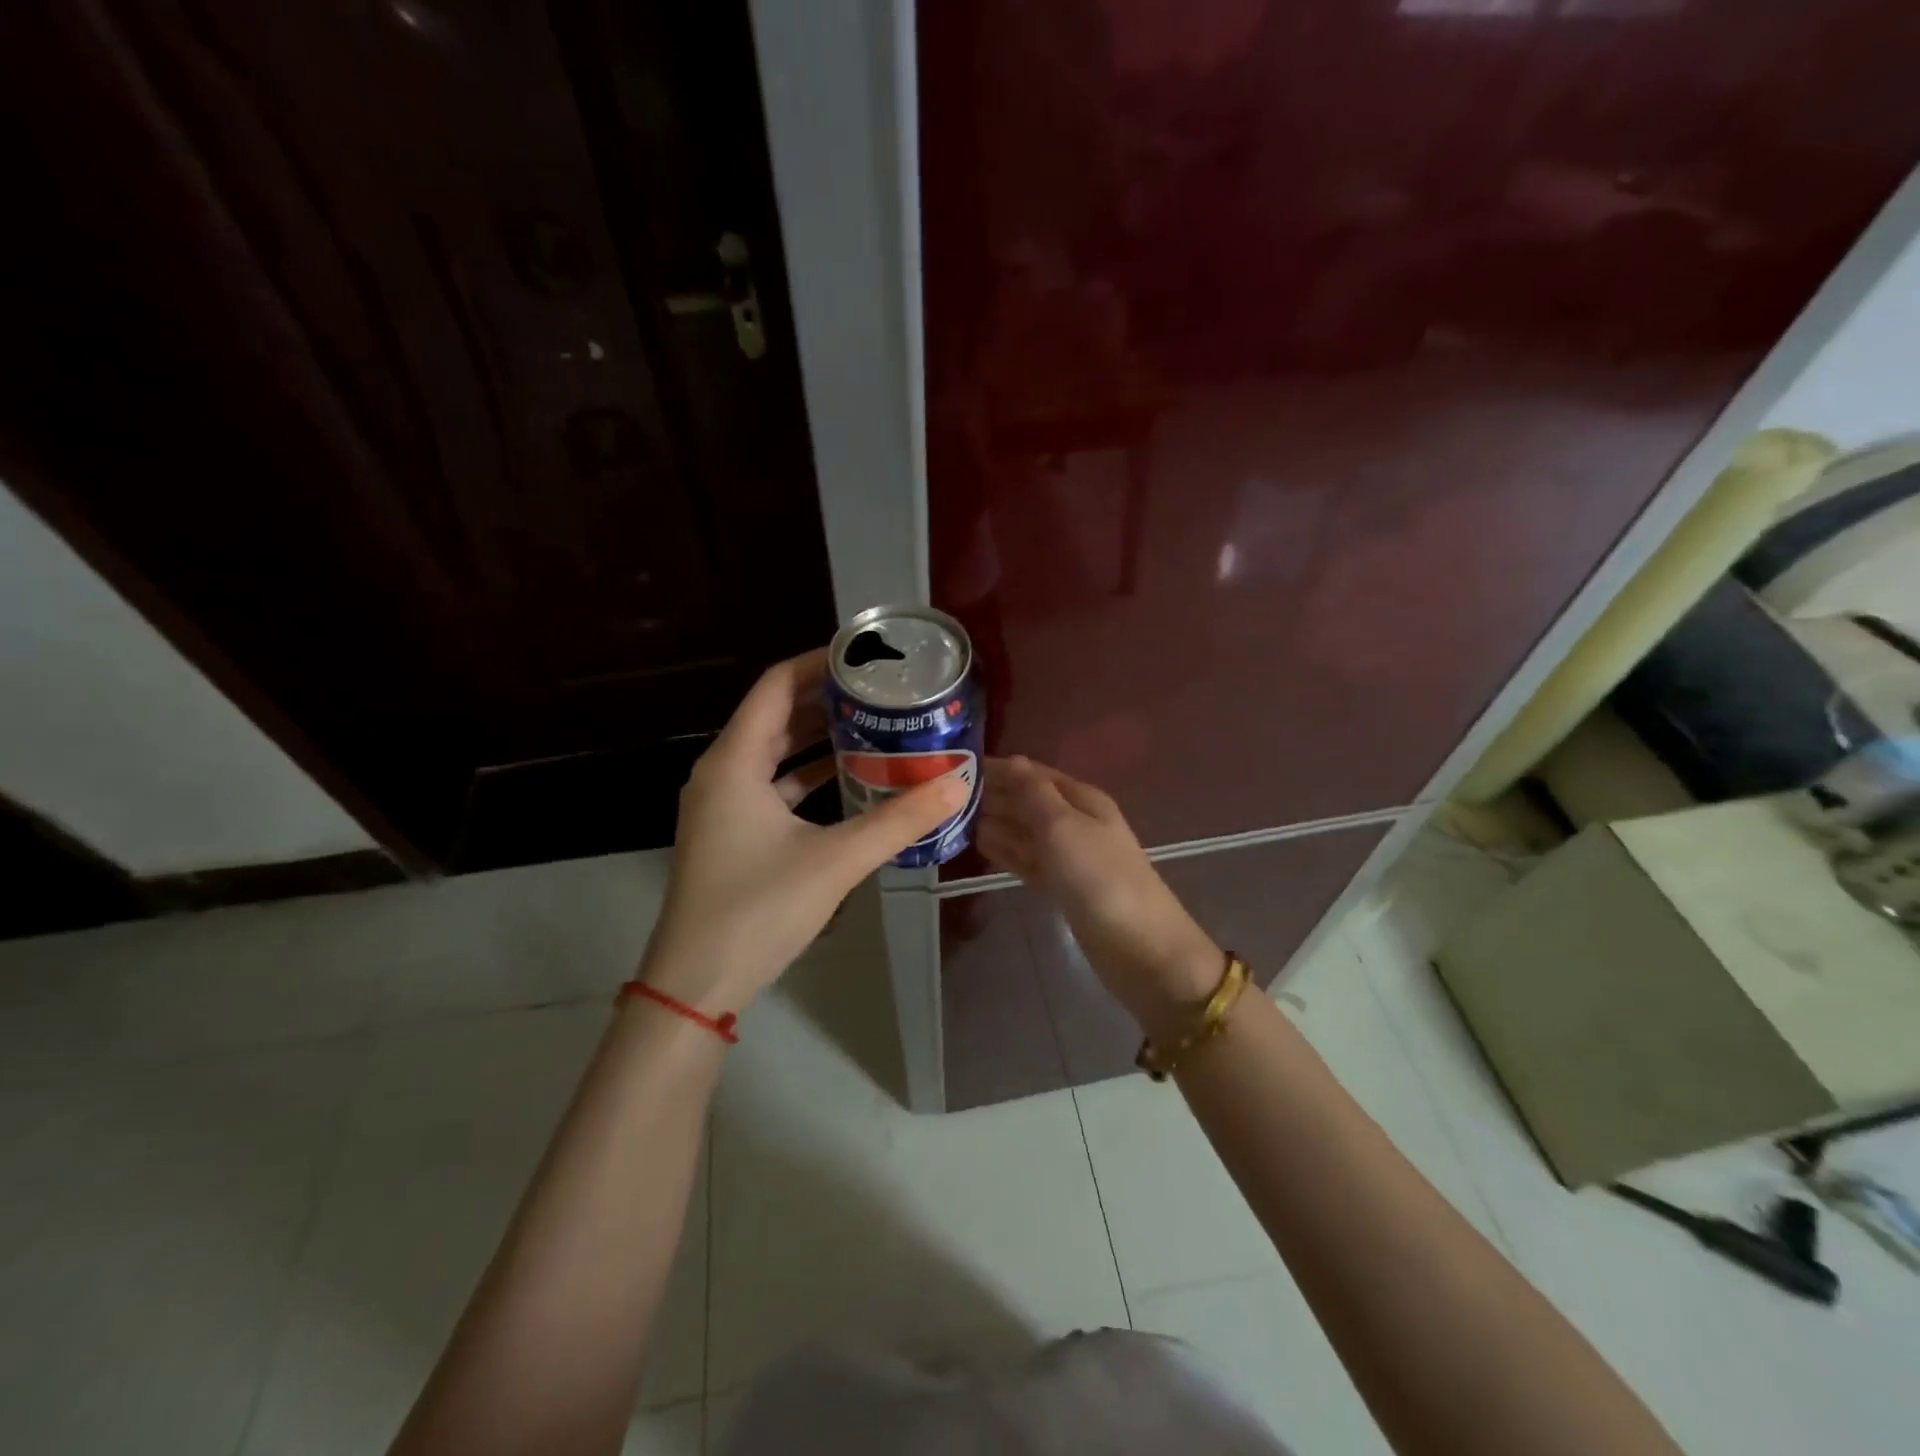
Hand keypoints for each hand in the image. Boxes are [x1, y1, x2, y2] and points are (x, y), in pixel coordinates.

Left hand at [639, 649, 967, 1015]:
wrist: (696, 983)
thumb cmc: (757, 910)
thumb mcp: (835, 861)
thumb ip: (898, 820)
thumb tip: (957, 783)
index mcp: (734, 762)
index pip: (776, 685)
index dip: (818, 663)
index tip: (864, 656)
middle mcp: (722, 772)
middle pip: (775, 714)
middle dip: (825, 698)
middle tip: (879, 689)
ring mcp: (723, 804)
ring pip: (772, 751)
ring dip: (816, 735)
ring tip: (871, 723)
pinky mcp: (731, 832)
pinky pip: (771, 784)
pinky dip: (806, 774)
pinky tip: (846, 776)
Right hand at [976, 756, 1221, 1036]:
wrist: (1138, 946)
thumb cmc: (1099, 877)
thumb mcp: (1063, 826)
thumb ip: (1034, 794)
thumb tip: (1013, 761)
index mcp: (1081, 799)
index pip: (1034, 774)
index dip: (1000, 769)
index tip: (957, 766)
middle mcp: (1074, 822)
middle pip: (1028, 801)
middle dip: (994, 795)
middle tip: (945, 794)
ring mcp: (1068, 857)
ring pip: (1024, 831)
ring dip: (995, 822)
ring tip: (954, 817)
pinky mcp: (1061, 887)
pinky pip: (1027, 859)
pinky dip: (1005, 850)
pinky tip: (979, 845)